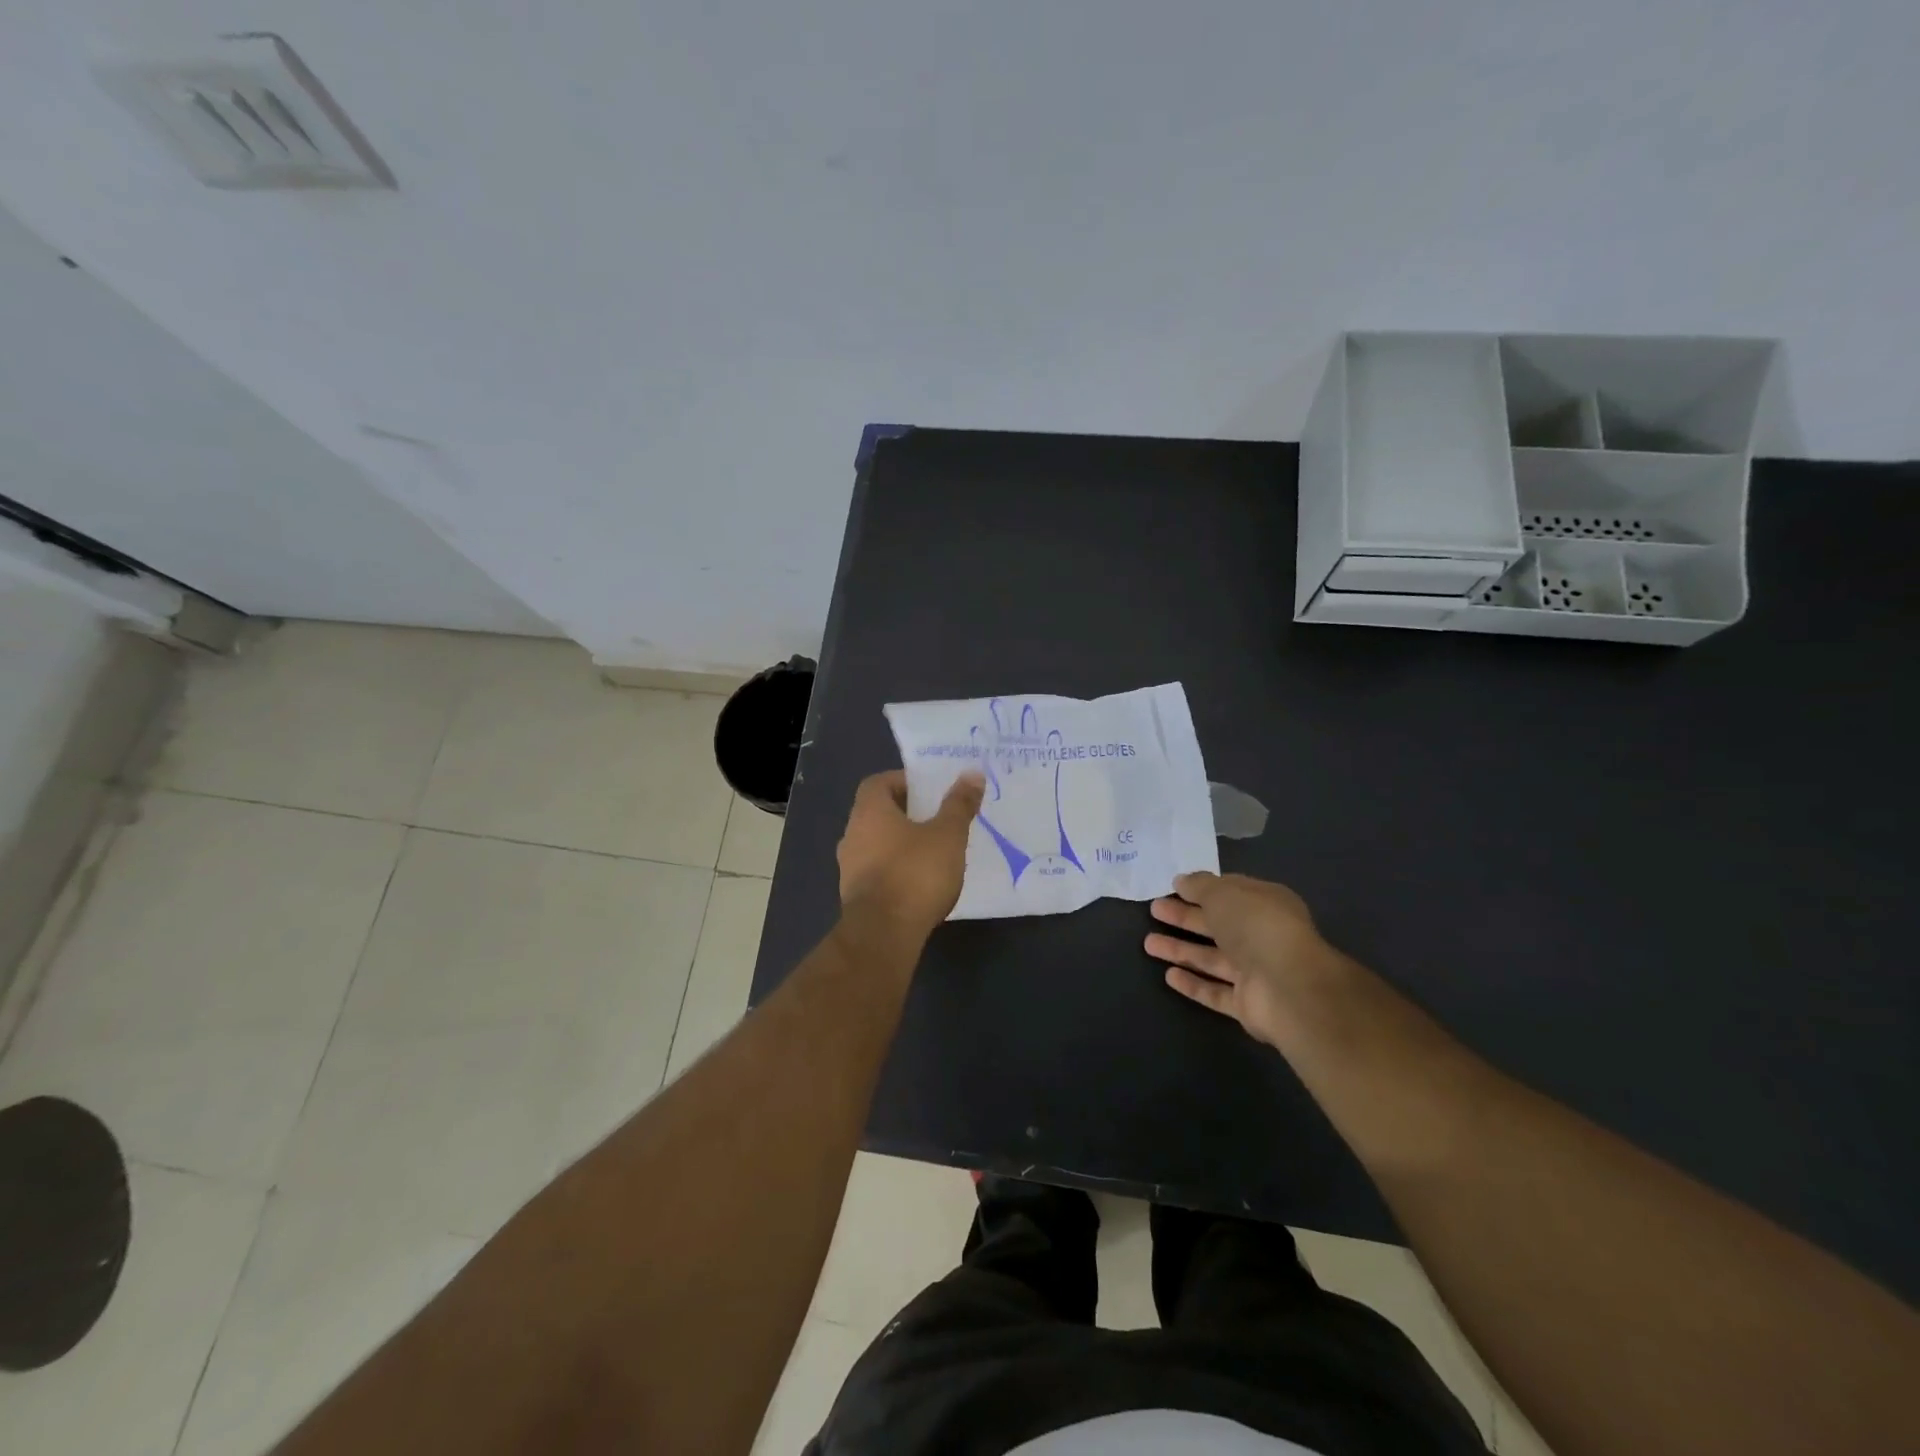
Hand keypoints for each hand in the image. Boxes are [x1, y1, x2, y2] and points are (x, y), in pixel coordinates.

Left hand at [837, 771, 984, 936]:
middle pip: (878, 813)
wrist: (884, 934)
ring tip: (933, 850)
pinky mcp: (855, 896)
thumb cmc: (915, 873)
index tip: (929, 790)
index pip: (878, 782)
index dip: (903, 781)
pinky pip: (877, 871)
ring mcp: (849, 867)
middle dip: (906, 813)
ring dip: (901, 843)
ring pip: (876, 844)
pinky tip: (920, 881)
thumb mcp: (948, 835)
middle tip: (938, 818)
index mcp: (869, 811)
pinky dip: (896, 869)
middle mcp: (852, 834)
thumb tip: (972, 774)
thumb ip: (959, 804)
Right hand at [1145, 872, 1347, 1049]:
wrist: (1289, 988)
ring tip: (1148, 943)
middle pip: (1216, 925)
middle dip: (1184, 917)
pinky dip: (1193, 984)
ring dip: (1181, 950)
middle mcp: (1261, 937)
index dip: (1202, 889)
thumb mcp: (1224, 893)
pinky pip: (1215, 991)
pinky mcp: (1246, 1004)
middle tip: (1154, 910)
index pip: (1230, 893)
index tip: (1173, 887)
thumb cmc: (1257, 926)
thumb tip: (1181, 881)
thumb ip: (1200, 886)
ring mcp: (1255, 972)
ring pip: (1212, 958)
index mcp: (1264, 904)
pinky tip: (1168, 975)